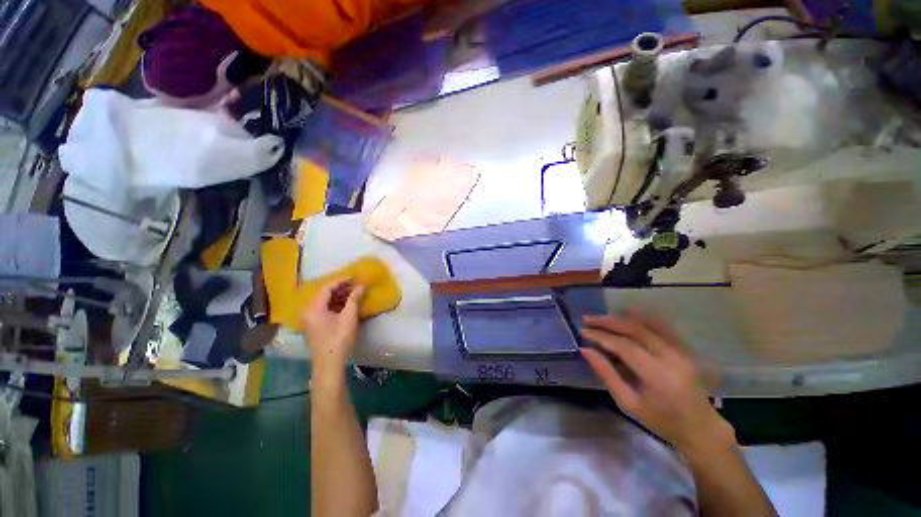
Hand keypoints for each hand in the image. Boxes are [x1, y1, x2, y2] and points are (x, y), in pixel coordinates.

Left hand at [300, 280, 365, 373]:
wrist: (330, 363)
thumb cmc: (339, 338)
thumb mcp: (349, 316)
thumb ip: (354, 299)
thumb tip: (361, 286)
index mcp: (313, 308)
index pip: (326, 288)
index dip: (341, 281)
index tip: (354, 277)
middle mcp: (308, 312)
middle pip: (324, 294)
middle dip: (340, 288)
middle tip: (355, 284)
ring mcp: (310, 320)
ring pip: (324, 302)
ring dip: (338, 296)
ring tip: (353, 293)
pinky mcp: (314, 326)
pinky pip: (324, 310)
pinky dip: (335, 305)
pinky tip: (346, 304)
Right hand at [580, 310, 733, 453]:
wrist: (701, 428)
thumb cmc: (661, 421)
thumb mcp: (628, 403)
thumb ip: (606, 374)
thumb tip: (585, 350)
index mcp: (657, 375)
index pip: (624, 346)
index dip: (601, 336)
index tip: (583, 331)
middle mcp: (671, 358)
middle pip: (636, 330)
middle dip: (608, 322)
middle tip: (588, 319)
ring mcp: (681, 351)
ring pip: (648, 324)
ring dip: (622, 317)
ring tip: (602, 316)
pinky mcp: (685, 349)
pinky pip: (662, 326)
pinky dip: (642, 317)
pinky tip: (628, 312)